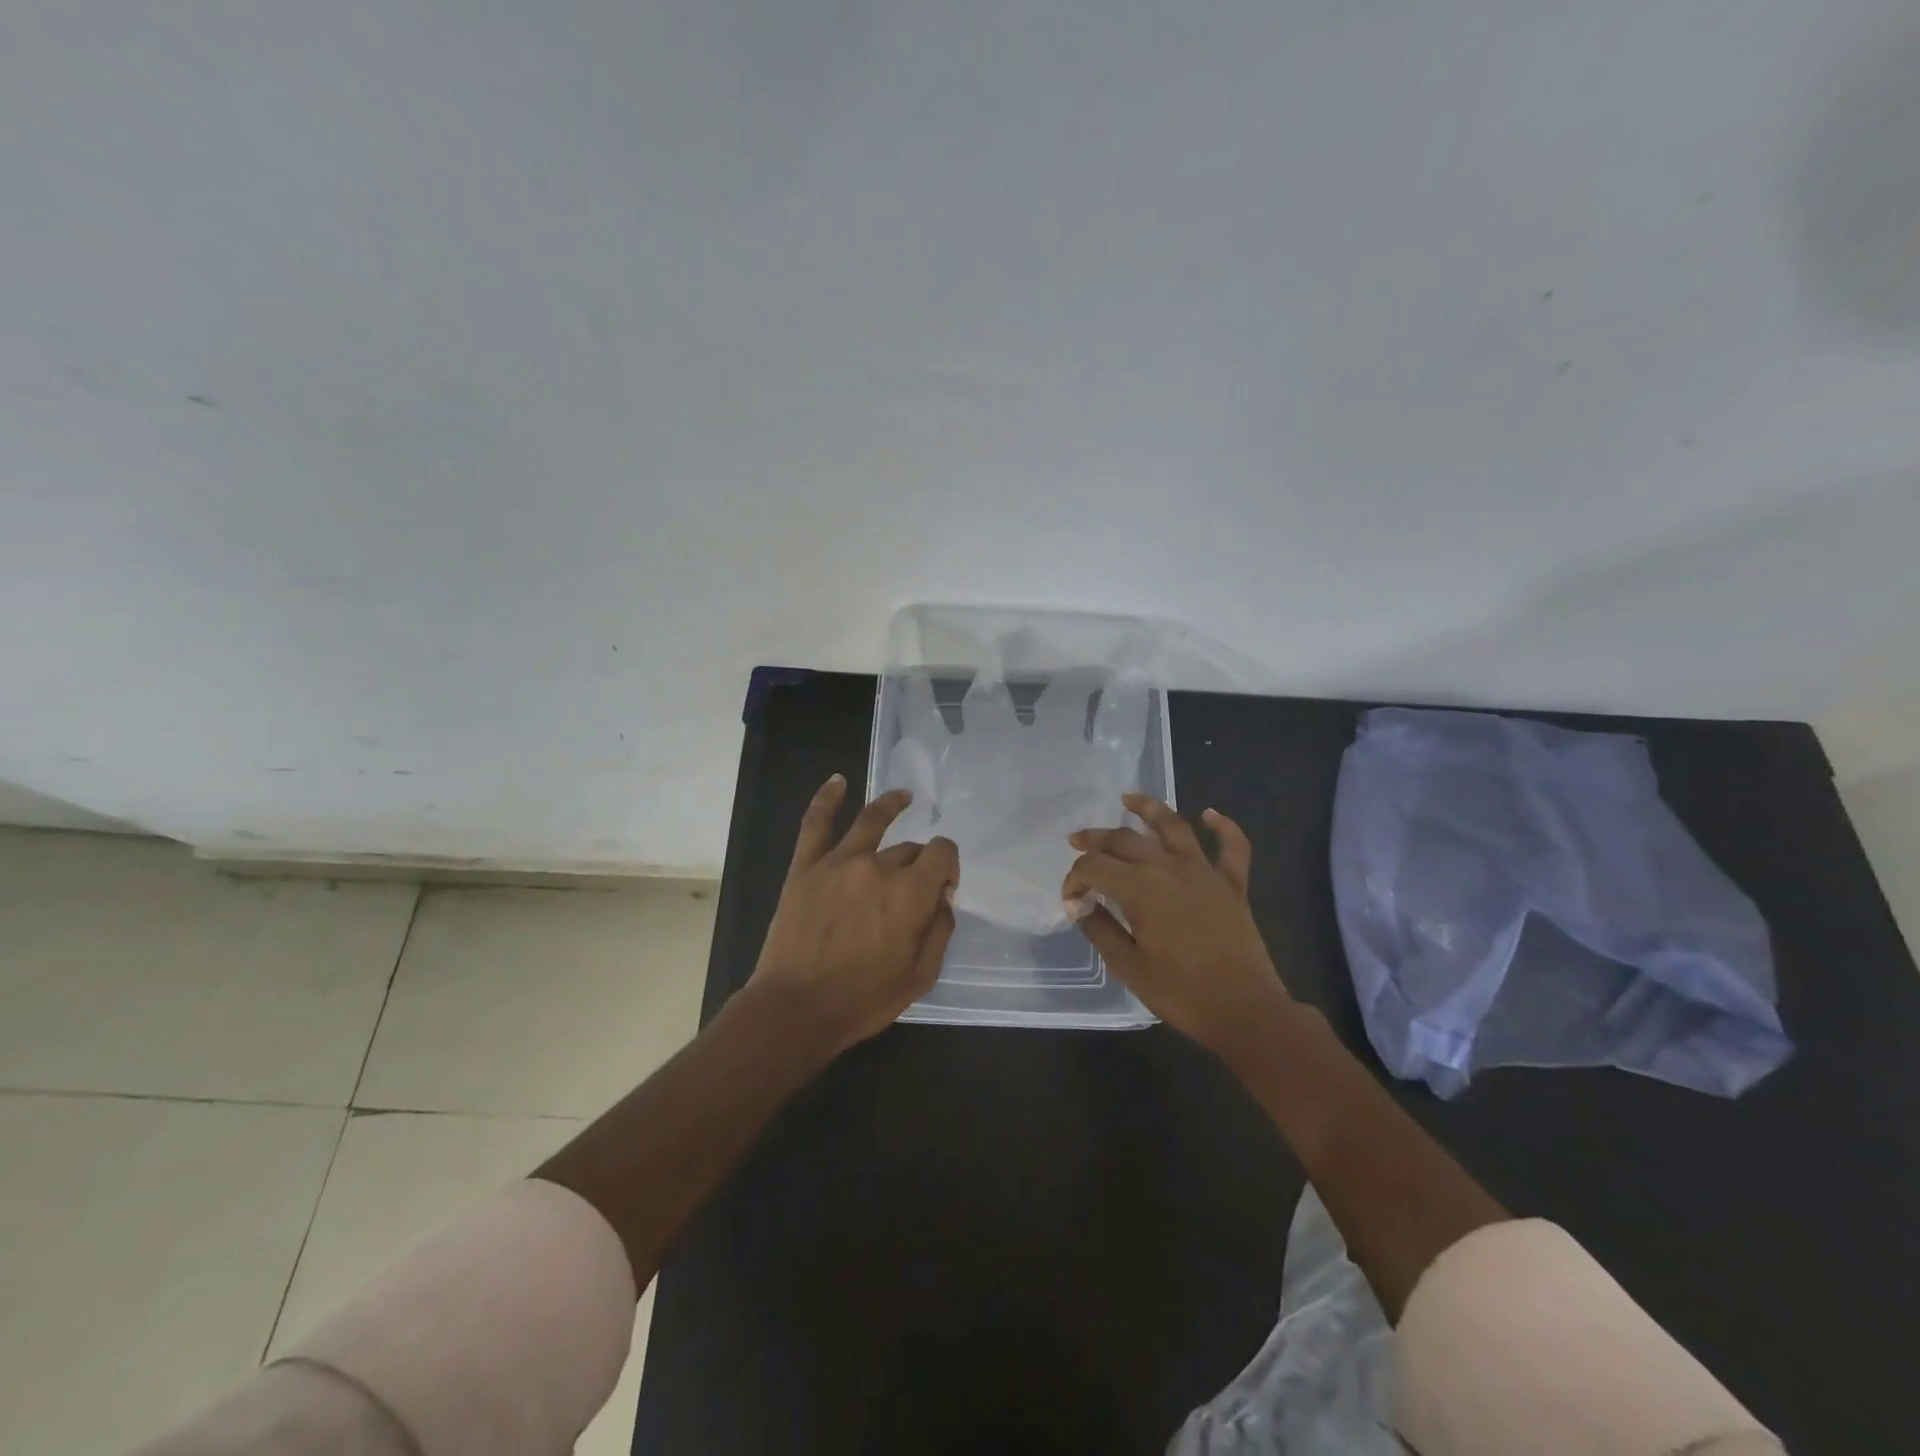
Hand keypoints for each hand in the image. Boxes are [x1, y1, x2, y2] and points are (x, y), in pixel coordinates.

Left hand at [751, 774, 959, 1053]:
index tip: (942, 889)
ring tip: (904, 797)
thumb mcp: (920, 977)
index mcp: (910, 894)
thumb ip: (940, 930)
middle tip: (912, 891)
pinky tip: (838, 781)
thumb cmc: (862, 1000)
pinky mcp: (805, 867)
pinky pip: (816, 823)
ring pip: (872, 821)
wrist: (795, 1009)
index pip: (943, 852)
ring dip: (891, 805)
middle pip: (909, 848)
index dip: (949, 866)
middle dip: (919, 863)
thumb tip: (942, 898)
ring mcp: (838, 862)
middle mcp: (878, 867)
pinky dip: (827, 798)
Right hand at [1064, 795, 1288, 1053]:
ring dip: (1149, 809)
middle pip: (1125, 841)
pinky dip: (1223, 827)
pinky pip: (1232, 848)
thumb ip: (1101, 929)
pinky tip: (1209, 814)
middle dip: (1096, 839)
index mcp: (1140, 889)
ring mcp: (1205, 872)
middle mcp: (1170, 868)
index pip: (1095, 868)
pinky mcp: (1233, 885)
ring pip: (1174, 827)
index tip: (1070, 900)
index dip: (1075, 879)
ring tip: (1128, 798)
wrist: (1245, 1011)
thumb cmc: (1181, 992)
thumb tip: (1081, 905)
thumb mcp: (1128, 966)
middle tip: (1077, 840)